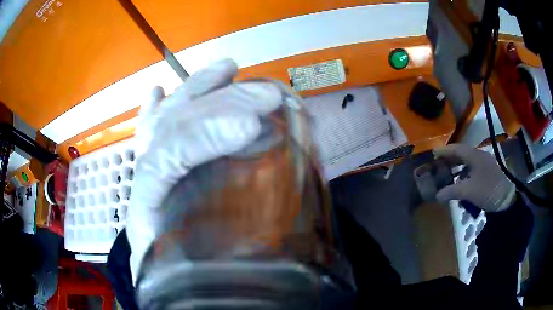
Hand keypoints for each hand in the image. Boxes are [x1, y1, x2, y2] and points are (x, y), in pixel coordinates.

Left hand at [126, 59, 282, 281]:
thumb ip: (217, 262)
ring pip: (165, 117)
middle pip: (172, 128)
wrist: (154, 275)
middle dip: (219, 106)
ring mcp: (145, 164)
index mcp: (147, 208)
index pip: (166, 160)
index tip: (251, 127)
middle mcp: (143, 177)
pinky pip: (149, 128)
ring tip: (227, 68)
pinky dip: (154, 107)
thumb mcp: (197, 274)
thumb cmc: (174, 275)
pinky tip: (158, 89)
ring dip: (195, 90)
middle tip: (267, 95)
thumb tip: (265, 252)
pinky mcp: (151, 163)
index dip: (205, 139)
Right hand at [433, 144, 515, 212]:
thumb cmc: (487, 190)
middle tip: (438, 163)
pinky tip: (462, 181)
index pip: (456, 149)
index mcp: (474, 156)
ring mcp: (485, 163)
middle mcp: (479, 156)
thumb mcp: (468, 191)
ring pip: (468, 161)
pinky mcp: (488, 171)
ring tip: (448, 173)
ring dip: (458, 166)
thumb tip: (437, 195)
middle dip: (450, 158)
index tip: (433, 153)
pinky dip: (465, 172)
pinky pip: (473, 168)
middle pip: (462, 153)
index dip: (444, 151)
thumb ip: (452, 191)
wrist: (506, 198)